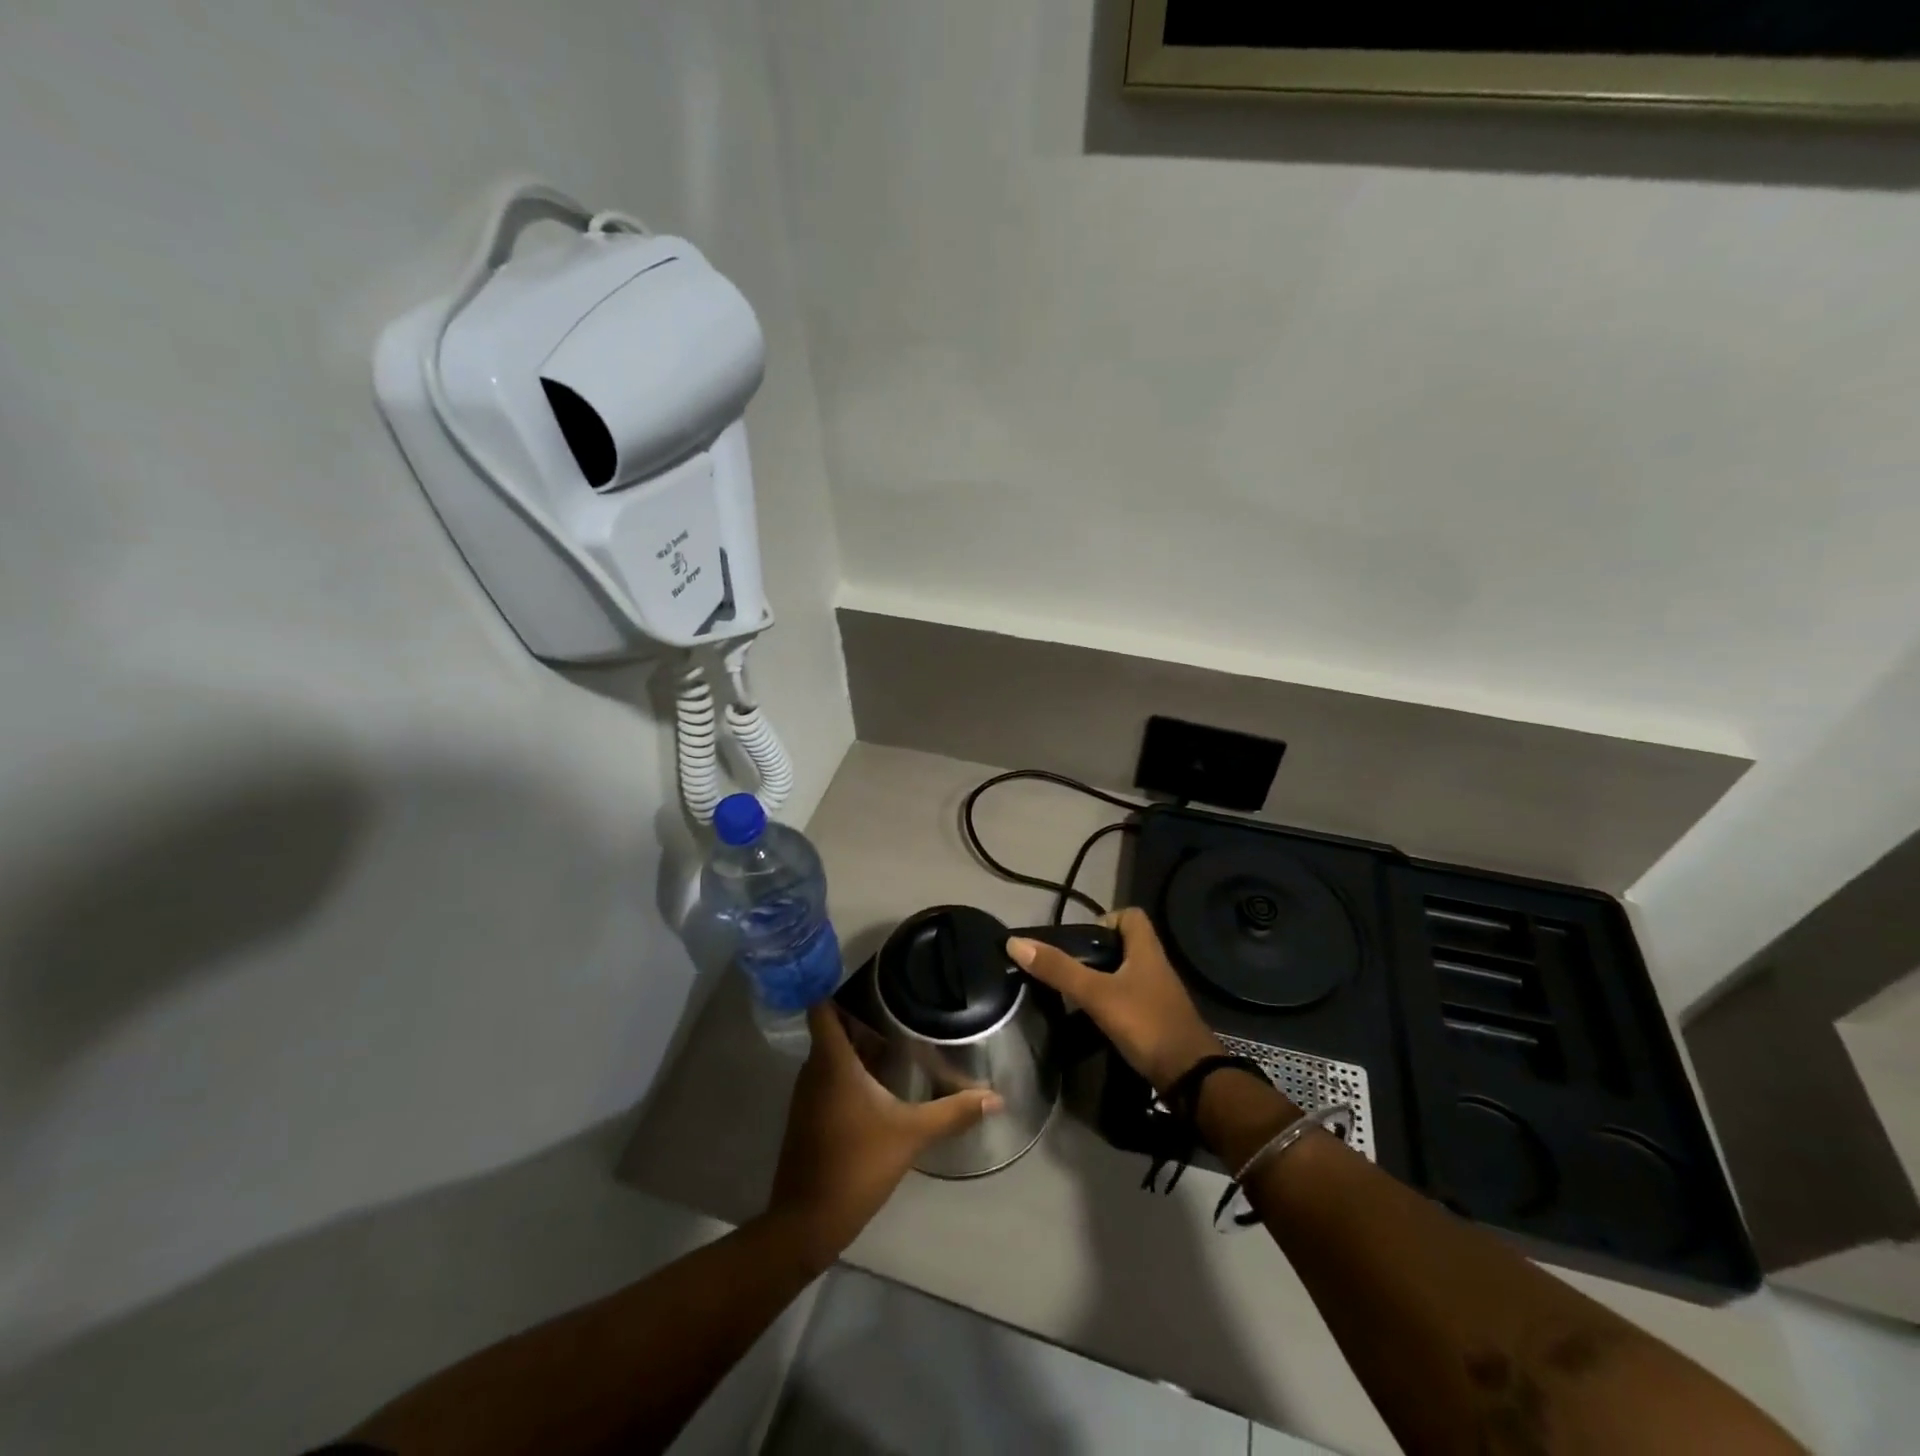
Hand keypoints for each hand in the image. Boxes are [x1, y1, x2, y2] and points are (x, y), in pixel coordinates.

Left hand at [768, 1002, 1002, 1267]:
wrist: (807, 1222)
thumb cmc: (856, 1165)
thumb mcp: (911, 1135)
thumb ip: (953, 1112)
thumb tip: (995, 1098)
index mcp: (832, 1062)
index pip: (822, 1008)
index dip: (839, 988)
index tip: (871, 979)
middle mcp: (814, 1070)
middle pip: (833, 1029)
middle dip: (863, 1018)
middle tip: (901, 1008)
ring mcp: (808, 1095)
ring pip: (831, 1055)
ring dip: (859, 1047)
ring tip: (898, 1040)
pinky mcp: (809, 1117)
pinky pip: (829, 1079)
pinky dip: (851, 1073)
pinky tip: (882, 1084)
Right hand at [1008, 907, 1222, 1094]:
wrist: (1190, 1078)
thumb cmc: (1146, 1024)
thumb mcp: (1097, 994)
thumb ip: (1059, 970)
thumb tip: (1015, 942)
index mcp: (1147, 951)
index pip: (1131, 916)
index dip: (1105, 919)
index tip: (1081, 940)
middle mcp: (1155, 967)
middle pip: (1124, 946)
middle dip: (1095, 953)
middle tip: (1068, 968)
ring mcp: (1158, 996)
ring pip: (1125, 975)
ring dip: (1101, 980)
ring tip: (1072, 993)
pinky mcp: (1156, 1021)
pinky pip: (1129, 1001)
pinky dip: (1110, 1004)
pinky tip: (1091, 1019)